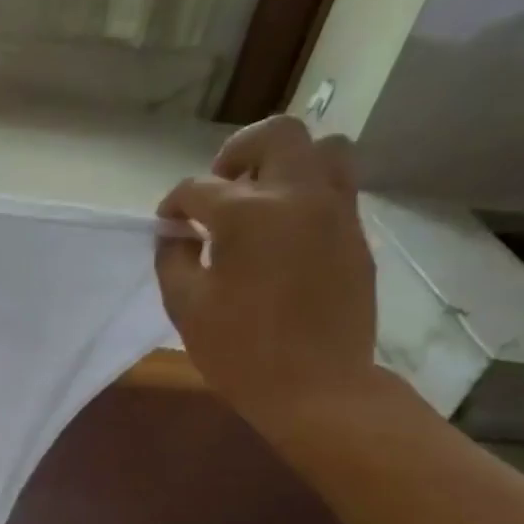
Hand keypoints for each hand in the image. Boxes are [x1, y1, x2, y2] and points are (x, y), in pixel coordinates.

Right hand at [156, 116, 377, 426]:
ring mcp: (336, 213)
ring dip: (285, 162)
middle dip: (238, 152)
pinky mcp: (355, 235)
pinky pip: (337, 187)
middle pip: (276, 134)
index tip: (168, 226)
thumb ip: (173, 257)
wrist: (317, 388)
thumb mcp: (185, 305)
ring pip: (323, 149)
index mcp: (249, 214)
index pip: (198, 188)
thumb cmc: (240, 351)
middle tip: (220, 187)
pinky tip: (285, 232)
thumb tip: (176, 233)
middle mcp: (299, 196)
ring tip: (261, 198)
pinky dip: (308, 192)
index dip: (174, 205)